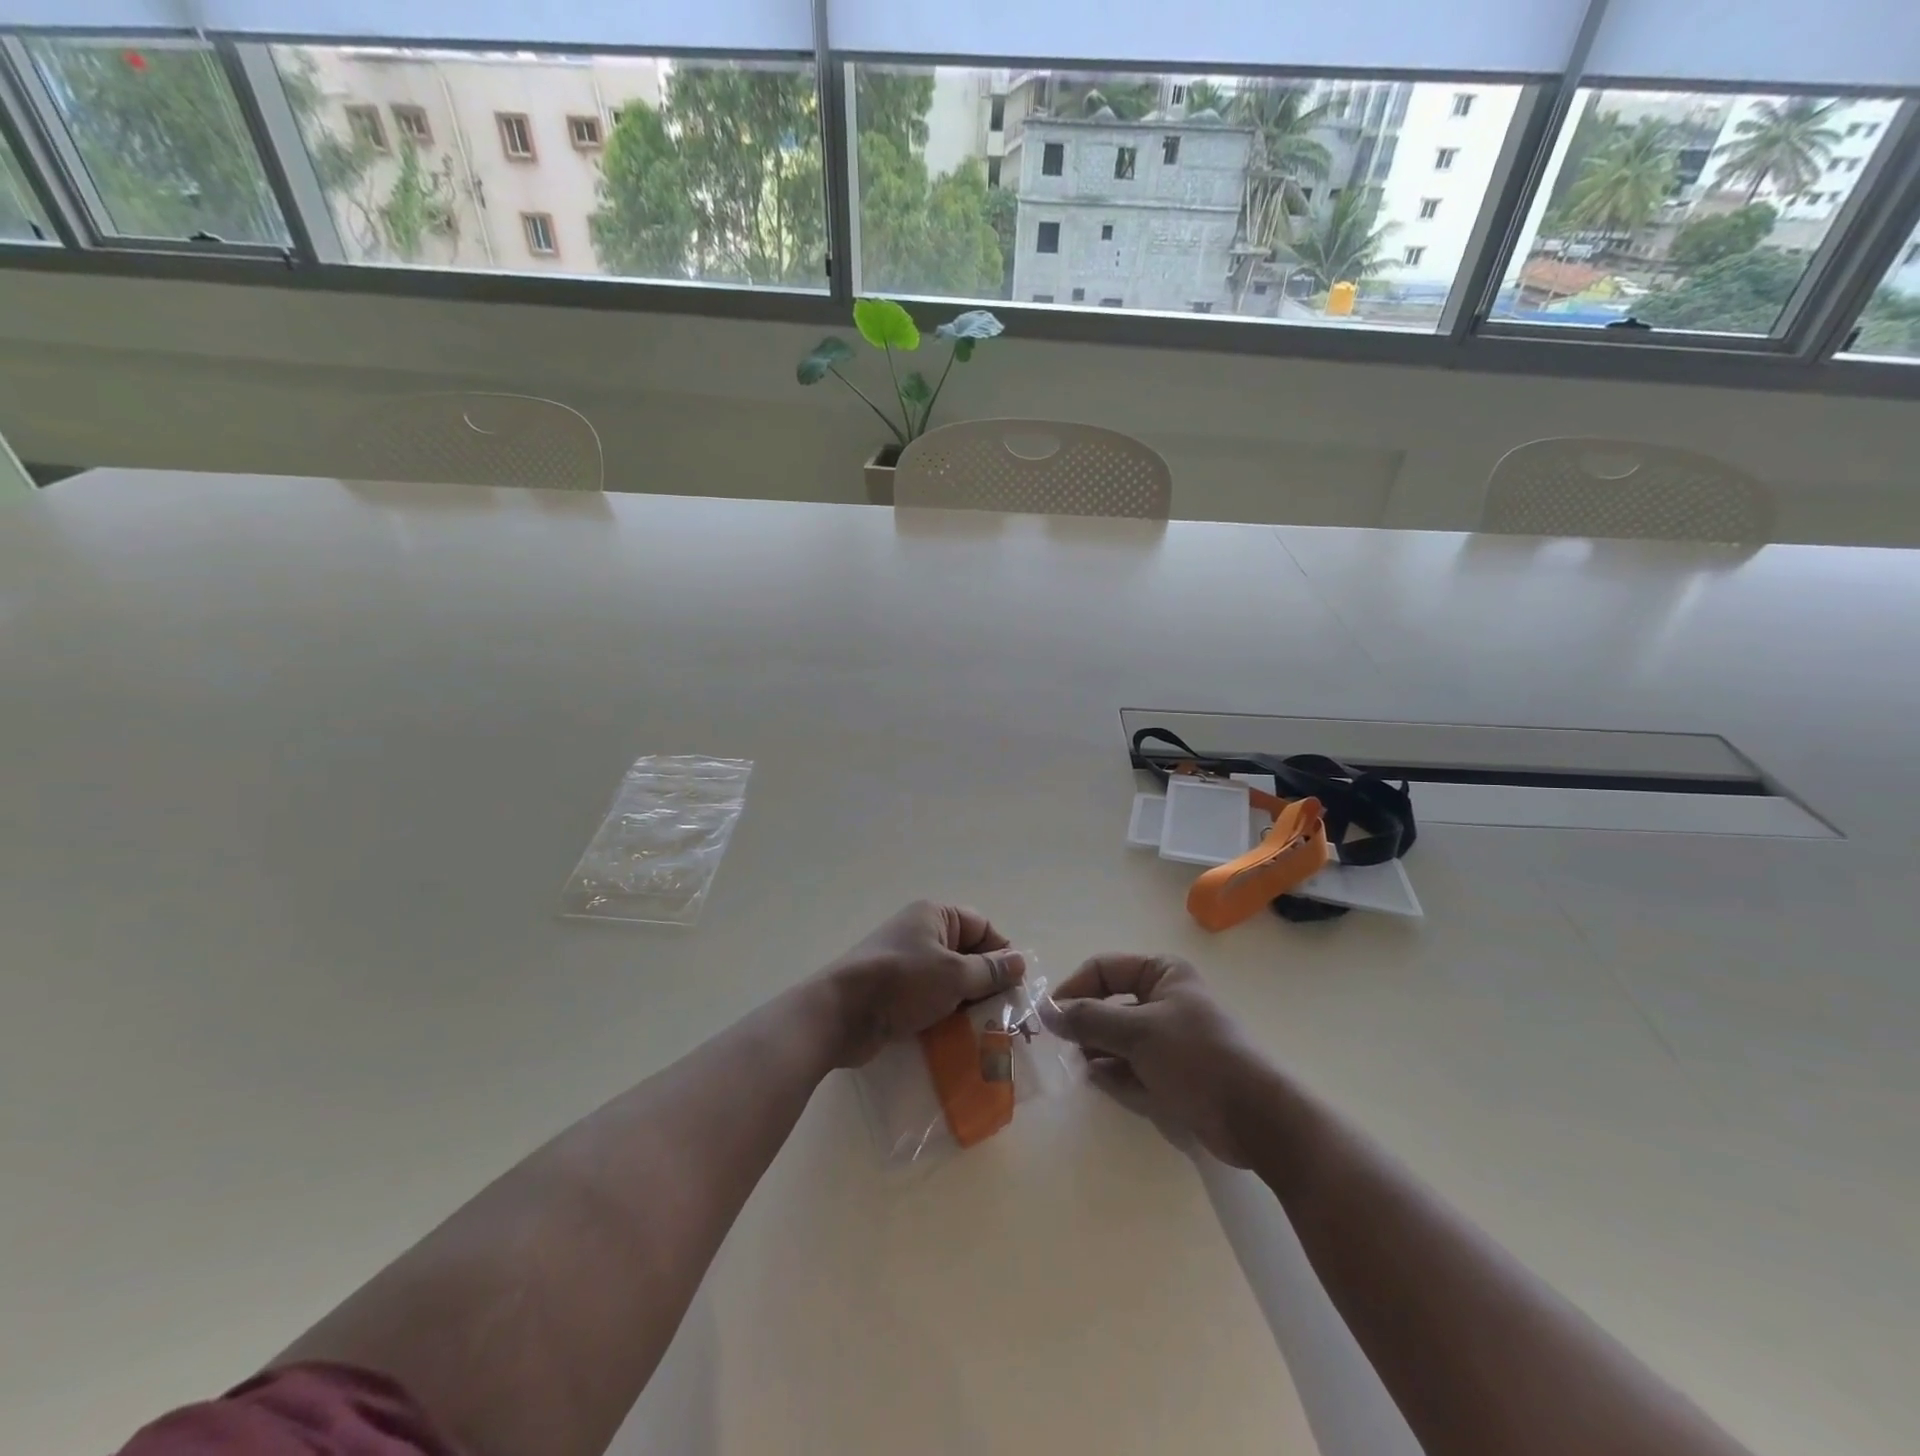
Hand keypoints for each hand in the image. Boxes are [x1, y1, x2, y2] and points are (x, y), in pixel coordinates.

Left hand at [819, 900, 1024, 1066]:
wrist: (841, 1014)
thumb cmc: (902, 983)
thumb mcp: (953, 975)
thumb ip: (989, 970)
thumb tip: (1020, 961)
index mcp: (935, 916)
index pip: (982, 927)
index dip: (1001, 954)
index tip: (1014, 986)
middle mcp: (921, 934)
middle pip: (968, 954)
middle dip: (987, 983)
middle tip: (1006, 1014)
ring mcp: (907, 964)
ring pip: (951, 981)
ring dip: (968, 1003)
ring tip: (987, 1030)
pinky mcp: (896, 992)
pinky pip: (932, 999)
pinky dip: (947, 1014)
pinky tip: (960, 1037)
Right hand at [1046, 954, 1273, 1165]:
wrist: (1254, 1117)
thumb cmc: (1196, 1057)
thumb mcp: (1138, 1032)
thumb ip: (1089, 1019)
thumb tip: (1045, 1011)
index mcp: (1162, 974)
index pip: (1104, 969)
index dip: (1074, 988)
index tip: (1049, 1016)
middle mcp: (1164, 1000)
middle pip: (1109, 1003)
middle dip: (1084, 1022)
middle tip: (1057, 1044)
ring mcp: (1168, 1039)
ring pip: (1118, 1037)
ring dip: (1096, 1049)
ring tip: (1076, 1064)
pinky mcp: (1171, 1074)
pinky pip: (1131, 1066)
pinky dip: (1113, 1072)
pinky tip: (1096, 1080)